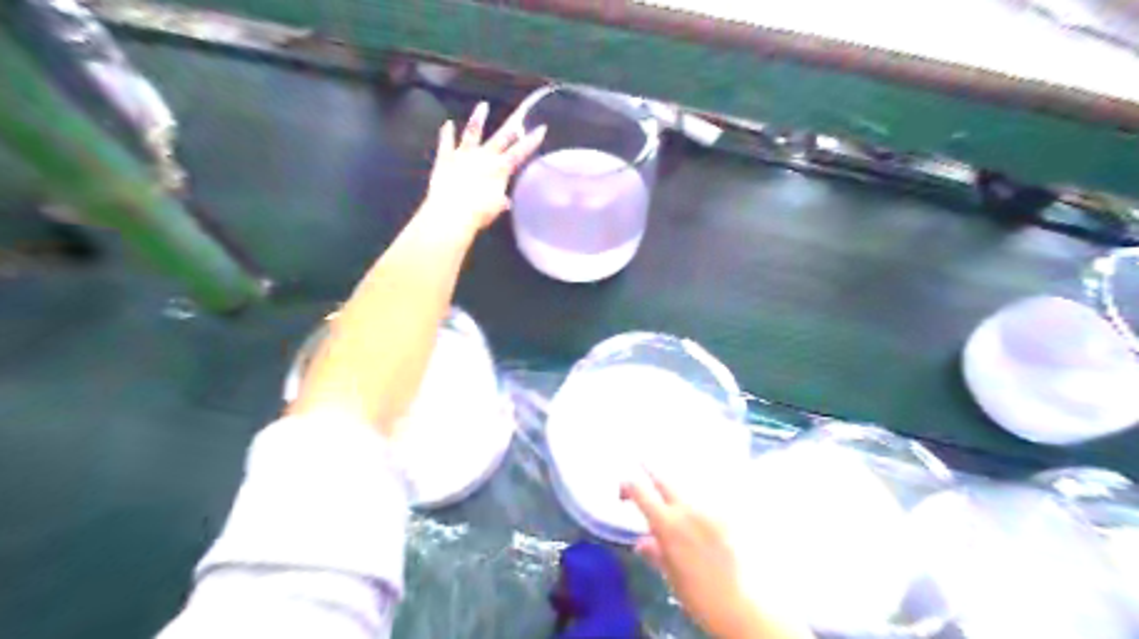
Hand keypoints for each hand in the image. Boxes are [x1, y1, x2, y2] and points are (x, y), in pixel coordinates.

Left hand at [425, 102, 548, 234]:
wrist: (450, 214)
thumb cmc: (478, 214)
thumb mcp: (495, 208)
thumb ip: (500, 201)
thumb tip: (505, 201)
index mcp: (500, 169)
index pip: (520, 152)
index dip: (531, 141)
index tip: (542, 128)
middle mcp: (484, 157)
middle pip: (501, 137)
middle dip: (512, 125)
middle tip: (520, 111)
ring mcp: (463, 155)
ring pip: (472, 132)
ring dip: (478, 118)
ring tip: (483, 105)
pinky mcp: (445, 158)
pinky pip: (446, 142)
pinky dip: (446, 133)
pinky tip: (447, 124)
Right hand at [622, 472, 798, 634]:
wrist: (737, 604)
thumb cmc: (696, 593)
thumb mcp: (669, 574)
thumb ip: (655, 552)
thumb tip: (642, 542)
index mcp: (667, 524)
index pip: (640, 492)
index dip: (628, 485)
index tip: (623, 488)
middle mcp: (687, 509)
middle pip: (664, 479)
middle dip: (651, 468)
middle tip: (641, 456)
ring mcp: (709, 509)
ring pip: (687, 486)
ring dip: (675, 484)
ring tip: (669, 479)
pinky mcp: (727, 515)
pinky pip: (708, 498)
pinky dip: (698, 497)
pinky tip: (697, 502)